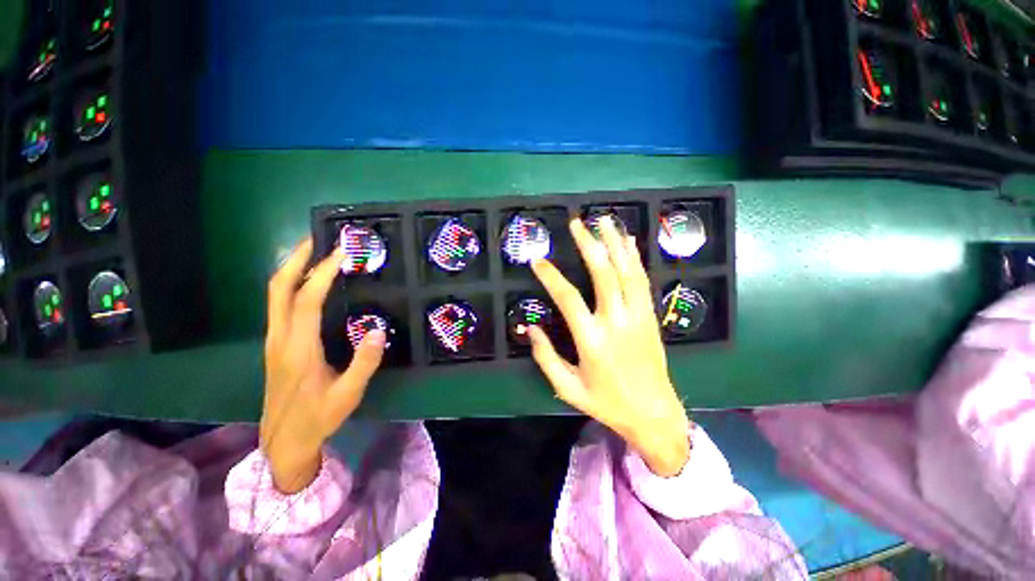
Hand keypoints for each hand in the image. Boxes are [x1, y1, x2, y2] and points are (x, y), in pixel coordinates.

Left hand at [261, 238, 386, 492]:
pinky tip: (309, 283)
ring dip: (293, 268)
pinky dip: (293, 284)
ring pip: (274, 294)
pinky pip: (279, 304)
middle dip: (296, 259)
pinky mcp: (276, 344)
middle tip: (317, 239)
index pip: (306, 300)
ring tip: (315, 253)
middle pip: (278, 288)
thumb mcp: (348, 393)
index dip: (322, 273)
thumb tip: (379, 329)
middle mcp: (280, 338)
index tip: (341, 253)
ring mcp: (274, 340)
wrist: (284, 440)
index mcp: (298, 348)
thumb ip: (365, 361)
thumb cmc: (318, 417)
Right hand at [529, 217, 690, 476]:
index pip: (568, 298)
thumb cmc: (607, 403)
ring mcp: (638, 316)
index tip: (537, 260)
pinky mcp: (651, 316)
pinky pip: (642, 281)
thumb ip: (545, 357)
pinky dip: (635, 258)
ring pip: (627, 271)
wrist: (654, 414)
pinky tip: (629, 242)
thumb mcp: (568, 388)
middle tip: (576, 223)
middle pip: (603, 274)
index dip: (551, 276)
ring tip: (604, 220)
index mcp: (592, 340)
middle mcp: (616, 321)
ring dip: (615, 243)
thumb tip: (529, 329)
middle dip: (588, 245)